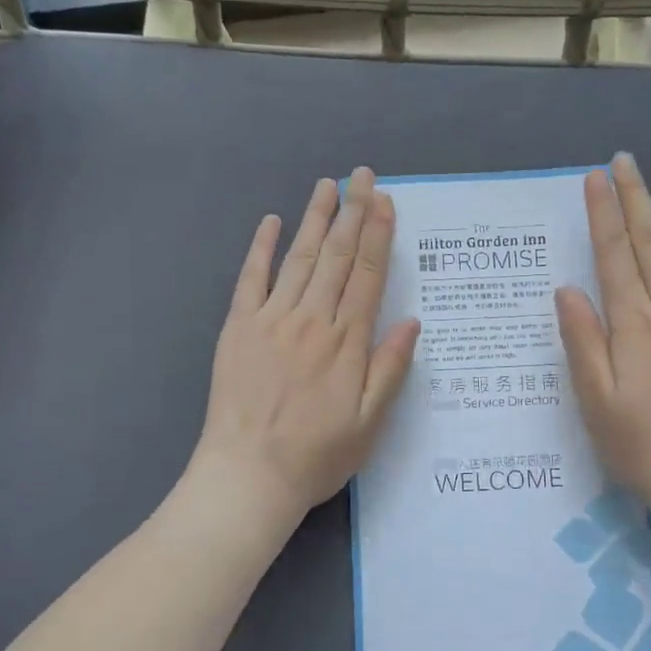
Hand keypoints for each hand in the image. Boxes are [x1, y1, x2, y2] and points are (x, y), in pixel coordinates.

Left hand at [192, 167, 420, 528]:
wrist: (248, 475)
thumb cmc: (316, 456)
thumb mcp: (370, 423)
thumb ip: (390, 369)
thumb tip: (411, 321)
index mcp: (347, 342)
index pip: (368, 275)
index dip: (378, 235)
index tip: (385, 201)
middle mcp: (312, 320)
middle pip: (337, 257)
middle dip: (352, 212)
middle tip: (362, 175)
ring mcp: (271, 320)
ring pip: (300, 258)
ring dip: (315, 219)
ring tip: (327, 184)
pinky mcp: (239, 328)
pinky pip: (251, 278)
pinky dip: (262, 248)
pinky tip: (272, 222)